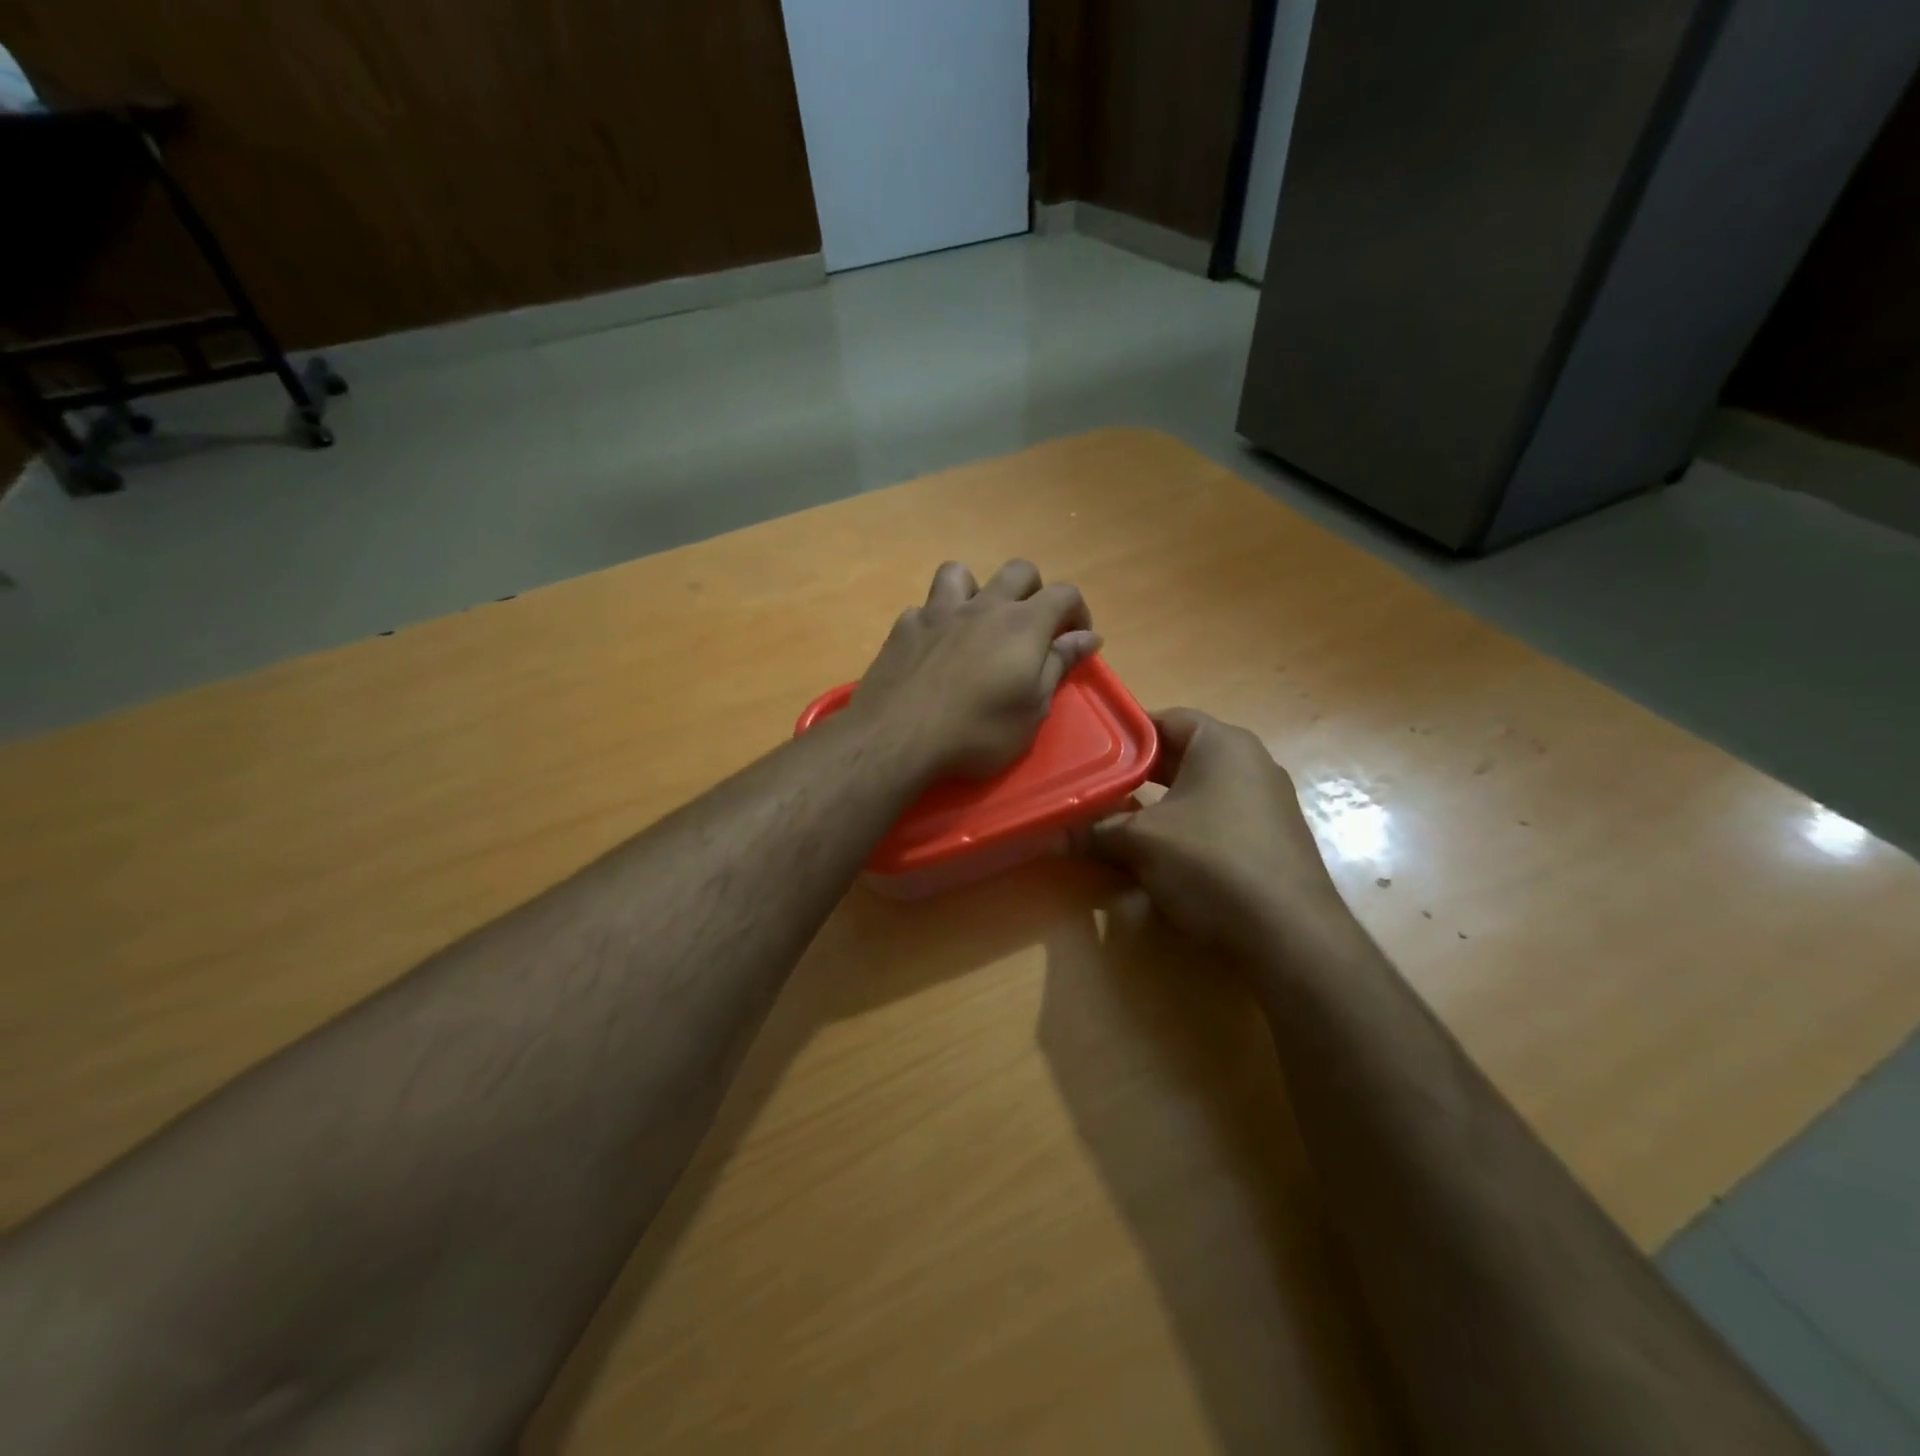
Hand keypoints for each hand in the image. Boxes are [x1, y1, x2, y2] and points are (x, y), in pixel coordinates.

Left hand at [852, 560, 1101, 779]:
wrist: (897, 737)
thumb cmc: (977, 732)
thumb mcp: (1032, 710)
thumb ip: (1059, 665)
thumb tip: (1088, 637)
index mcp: (1023, 624)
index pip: (1064, 593)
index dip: (1078, 611)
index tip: (1076, 639)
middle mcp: (983, 606)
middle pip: (1018, 571)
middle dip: (1034, 591)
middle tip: (1031, 629)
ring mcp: (938, 611)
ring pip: (961, 572)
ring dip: (976, 589)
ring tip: (976, 622)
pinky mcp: (904, 627)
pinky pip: (924, 608)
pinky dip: (936, 621)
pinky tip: (934, 648)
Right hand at [1087, 708, 1356, 955]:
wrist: (1289, 934)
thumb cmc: (1211, 862)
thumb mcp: (1141, 842)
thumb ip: (1094, 832)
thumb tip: (1049, 836)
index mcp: (1223, 743)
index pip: (1165, 719)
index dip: (1124, 734)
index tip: (1090, 753)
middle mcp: (1251, 763)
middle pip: (1181, 756)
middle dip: (1136, 775)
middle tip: (1095, 788)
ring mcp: (1267, 803)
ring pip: (1197, 792)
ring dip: (1158, 806)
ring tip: (1117, 823)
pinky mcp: (1271, 840)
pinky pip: (1217, 820)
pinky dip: (1185, 829)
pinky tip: (1160, 856)